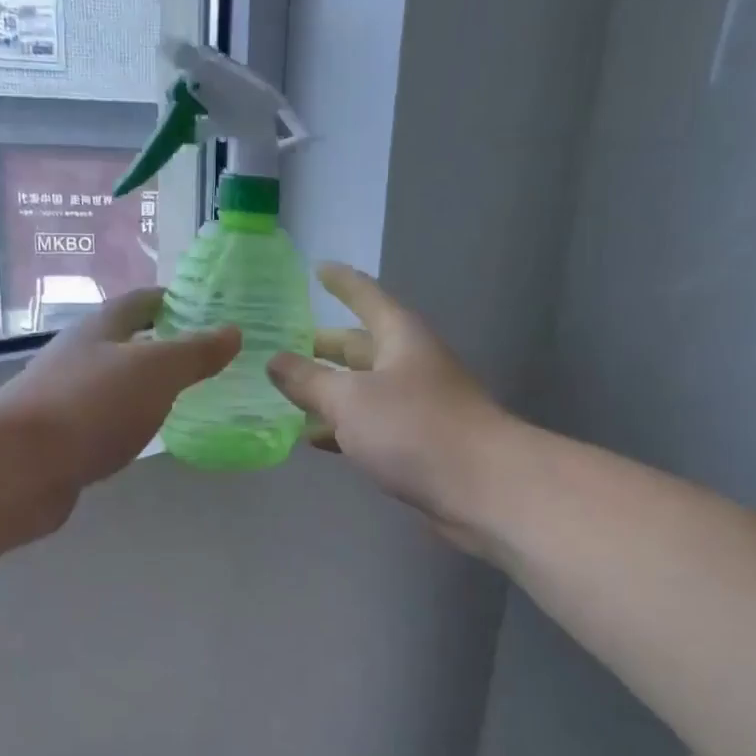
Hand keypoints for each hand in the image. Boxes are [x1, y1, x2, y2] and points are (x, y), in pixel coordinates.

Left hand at [0, 288, 238, 532]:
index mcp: (100, 330)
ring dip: (146, 386)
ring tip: (187, 395)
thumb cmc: (90, 406)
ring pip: (115, 384)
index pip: (140, 302)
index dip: (172, 300)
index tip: (206, 307)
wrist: (17, 467)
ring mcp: (66, 399)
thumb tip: (232, 331)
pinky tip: (149, 436)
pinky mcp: (62, 439)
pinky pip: (106, 421)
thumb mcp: (154, 371)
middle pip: (125, 342)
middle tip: (206, 356)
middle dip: (162, 344)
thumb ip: (194, 353)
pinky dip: (131, 422)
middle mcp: (79, 358)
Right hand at [267, 263, 507, 549]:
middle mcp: (411, 364)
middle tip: (287, 347)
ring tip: (289, 396)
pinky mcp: (418, 442)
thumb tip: (274, 360)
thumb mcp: (349, 399)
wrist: (481, 486)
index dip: (342, 283)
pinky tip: (316, 439)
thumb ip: (308, 380)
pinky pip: (371, 424)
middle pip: (362, 346)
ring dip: (330, 392)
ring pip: (364, 389)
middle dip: (326, 347)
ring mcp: (417, 404)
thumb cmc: (412, 427)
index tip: (318, 269)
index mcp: (400, 337)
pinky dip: (343, 426)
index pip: (367, 297)